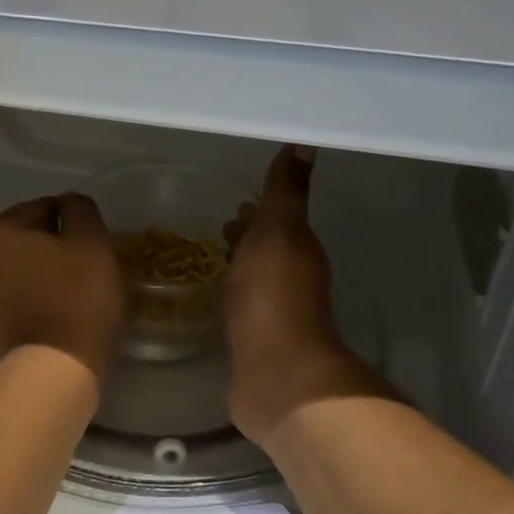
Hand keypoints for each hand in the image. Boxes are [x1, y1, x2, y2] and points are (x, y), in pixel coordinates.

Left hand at [0, 194, 125, 381]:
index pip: (44, 207)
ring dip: (45, 271)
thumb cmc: (76, 298)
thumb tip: (70, 204)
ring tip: (77, 287)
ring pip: (22, 269)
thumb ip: (81, 211)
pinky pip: (18, 297)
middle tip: (89, 262)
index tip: (95, 239)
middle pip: (28, 239)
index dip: (74, 219)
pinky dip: (37, 296)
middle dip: (56, 245)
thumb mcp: (91, 242)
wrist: (53, 369)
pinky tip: (61, 308)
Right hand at [224, 146, 394, 442]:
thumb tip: (305, 141)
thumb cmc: (273, 295)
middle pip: (266, 250)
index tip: (234, 205)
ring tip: (208, 261)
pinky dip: (229, 298)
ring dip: (237, 267)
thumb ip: (286, 191)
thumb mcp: (278, 231)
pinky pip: (240, 309)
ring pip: (253, 280)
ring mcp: (273, 314)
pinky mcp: (254, 343)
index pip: (277, 222)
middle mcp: (291, 279)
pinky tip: (212, 301)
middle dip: (245, 238)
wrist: (276, 372)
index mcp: (297, 250)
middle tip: (218, 231)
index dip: (257, 213)